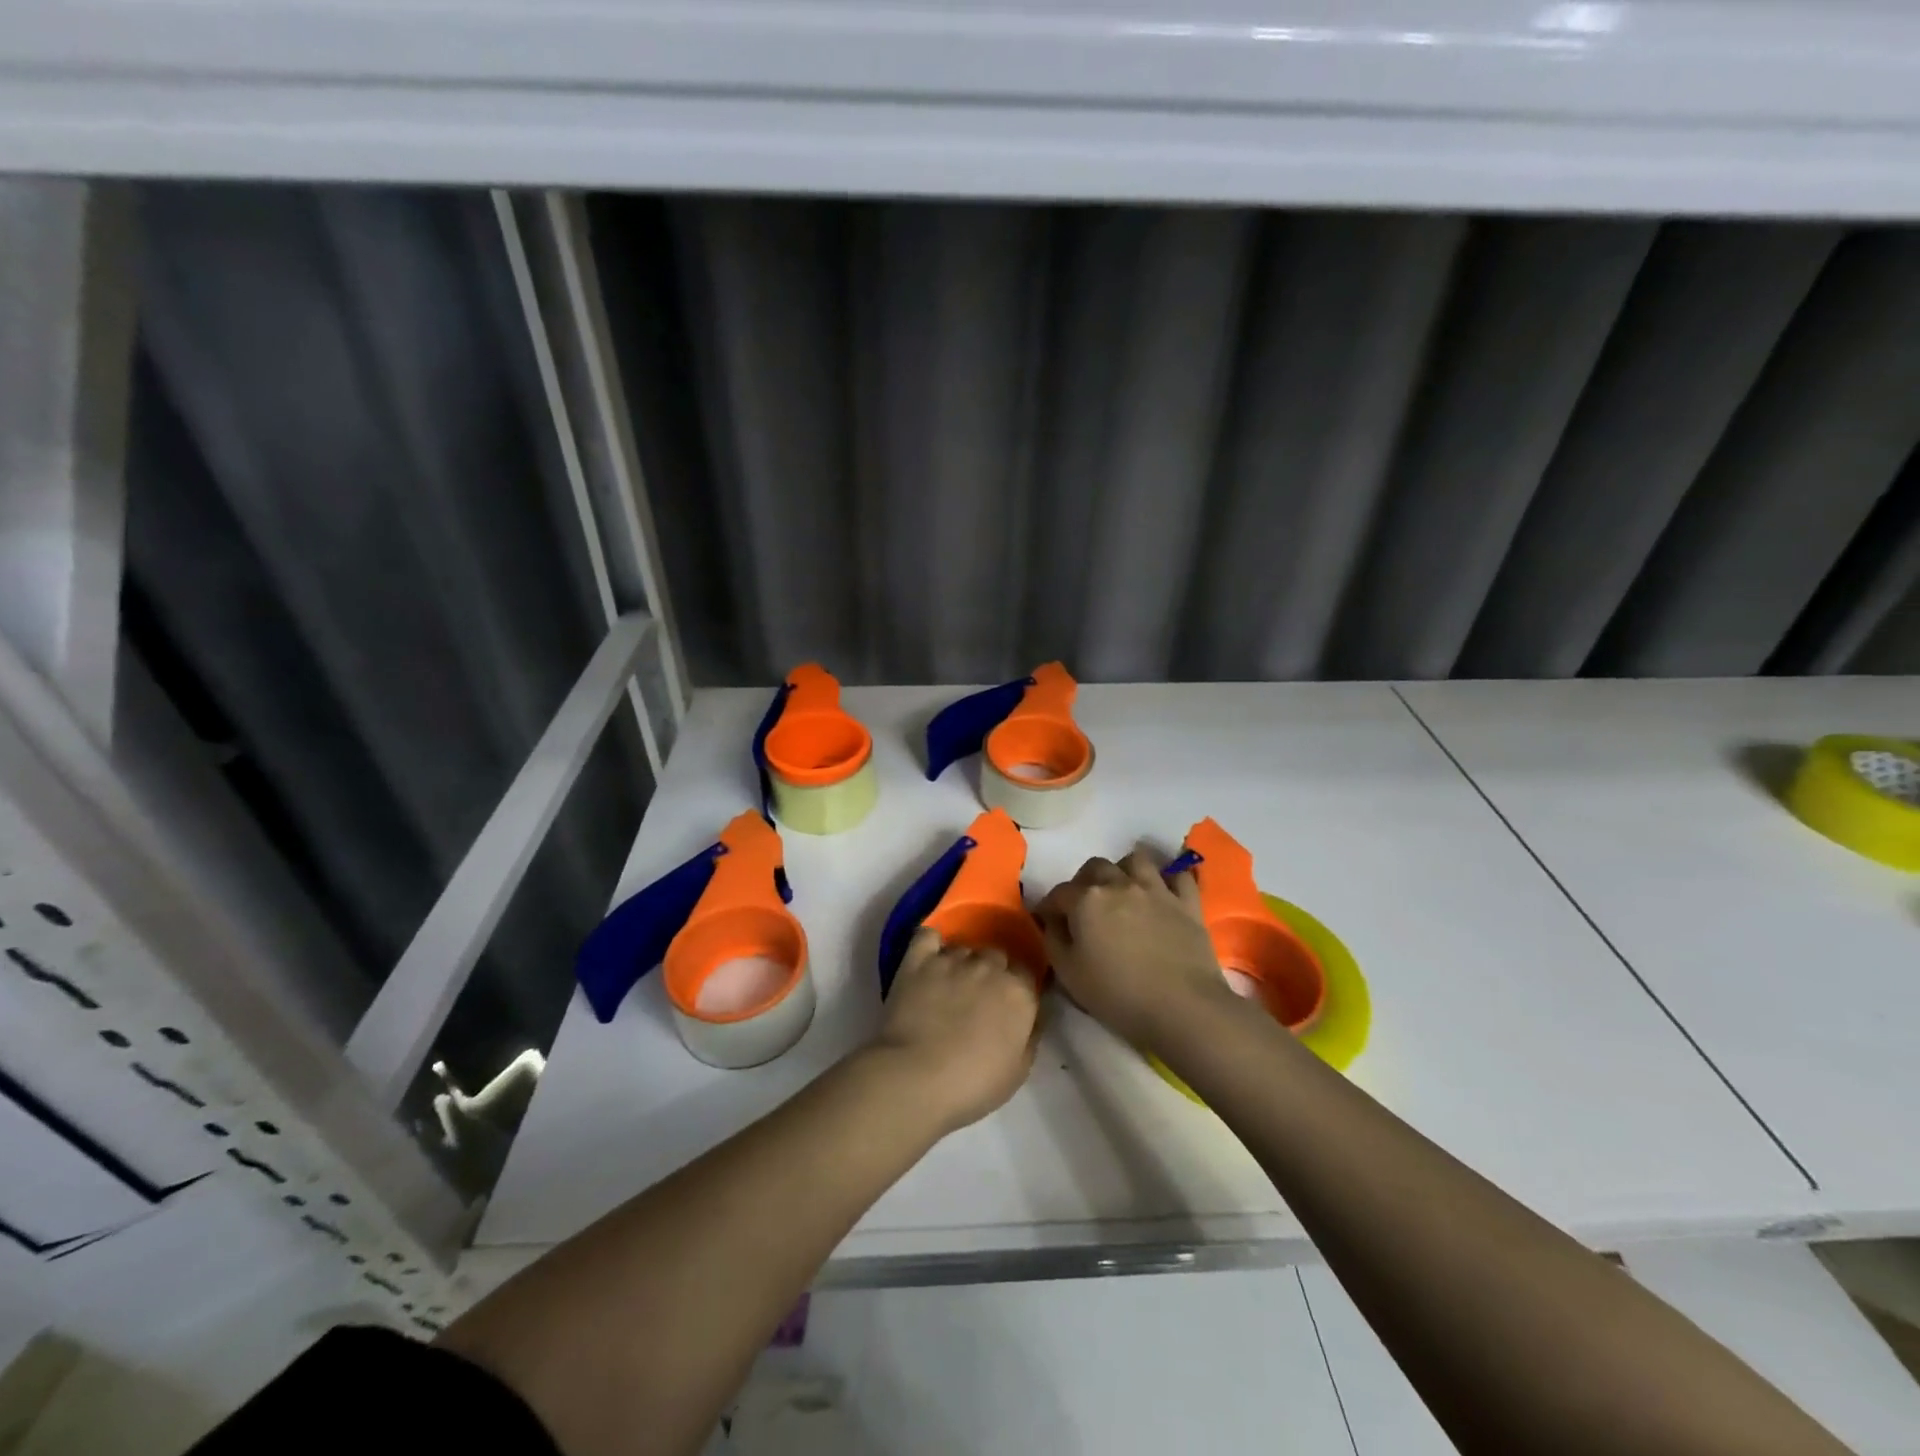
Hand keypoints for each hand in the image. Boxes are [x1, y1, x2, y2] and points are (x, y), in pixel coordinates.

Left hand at [868, 928, 1040, 1134]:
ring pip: (963, 947)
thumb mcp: (1018, 1071)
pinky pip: (927, 936)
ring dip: (961, 962)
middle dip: (990, 972)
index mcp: (1019, 992)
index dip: (1018, 986)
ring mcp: (952, 960)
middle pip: (996, 955)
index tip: (1009, 1003)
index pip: (1027, 971)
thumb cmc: (972, 1084)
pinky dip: (930, 942)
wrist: (915, 1078)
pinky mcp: (918, 960)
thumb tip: (1032, 1015)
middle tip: (977, 998)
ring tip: (948, 986)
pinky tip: (928, 955)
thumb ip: (1030, 1035)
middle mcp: (989, 967)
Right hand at [1036, 847, 1229, 1048]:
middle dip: (1084, 882)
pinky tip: (1163, 891)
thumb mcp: (1068, 974)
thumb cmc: (1118, 995)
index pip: (1058, 893)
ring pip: (1136, 860)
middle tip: (1084, 906)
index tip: (1047, 921)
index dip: (1049, 907)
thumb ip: (1054, 939)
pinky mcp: (1187, 903)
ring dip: (1123, 870)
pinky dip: (1168, 879)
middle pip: (1095, 867)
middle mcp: (1119, 884)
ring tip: (1122, 890)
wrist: (1182, 1008)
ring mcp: (1156, 890)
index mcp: (1086, 900)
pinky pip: (1178, 876)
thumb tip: (1052, 921)